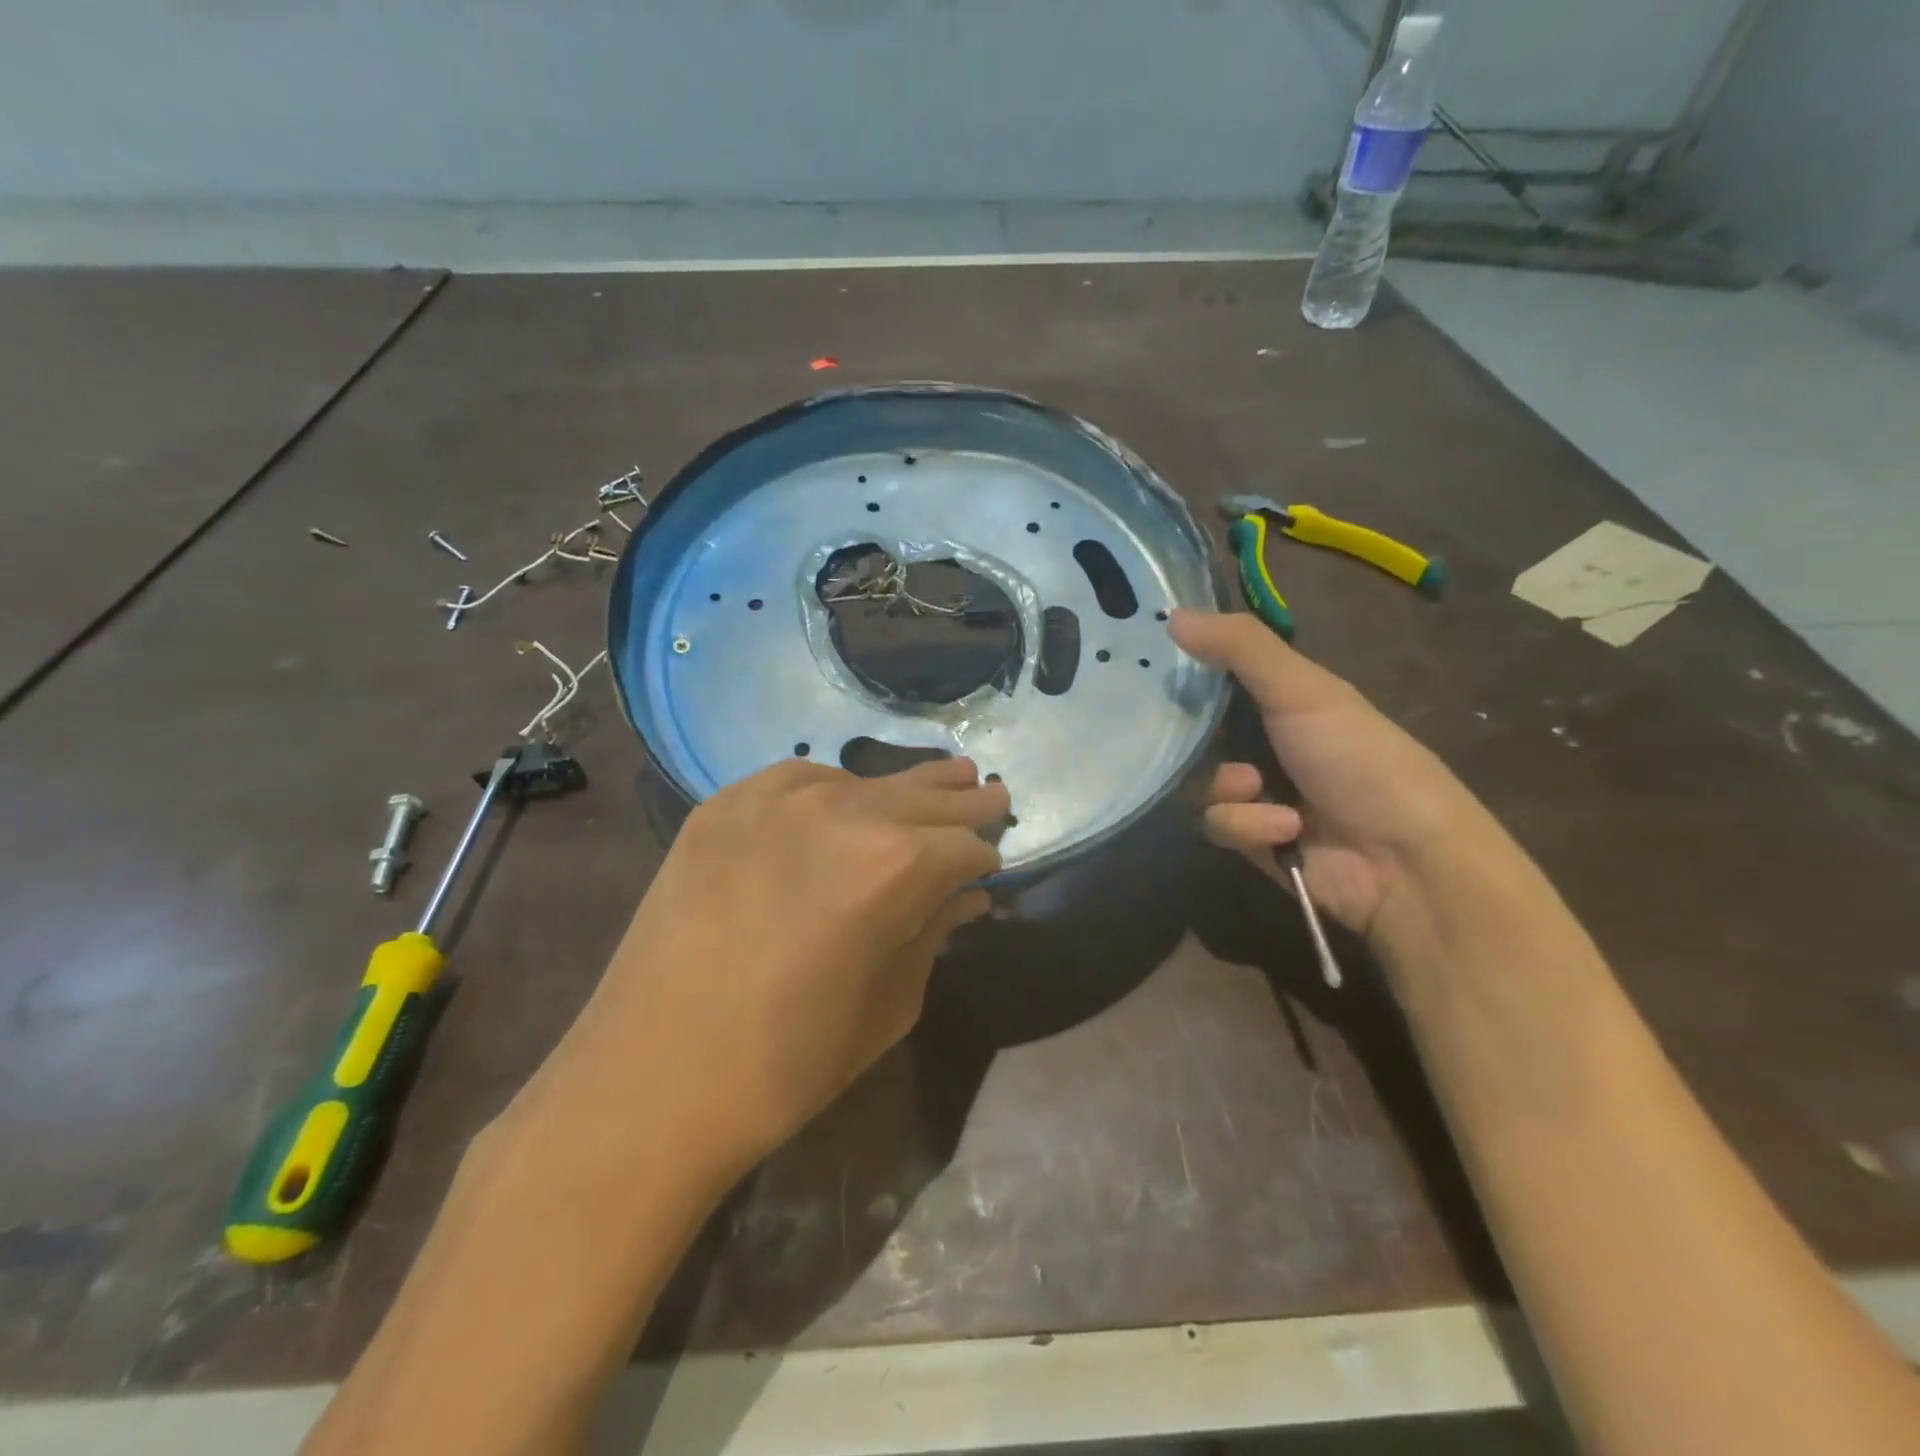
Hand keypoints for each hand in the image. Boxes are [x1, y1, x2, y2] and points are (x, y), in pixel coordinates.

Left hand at [528, 757, 1007, 1185]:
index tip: (994, 861)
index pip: (965, 844)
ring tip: (944, 777)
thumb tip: (967, 897)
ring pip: (865, 780)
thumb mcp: (888, 1006)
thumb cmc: (787, 1064)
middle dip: (964, 801)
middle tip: (992, 793)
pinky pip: (799, 778)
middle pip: (925, 796)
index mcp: (896, 866)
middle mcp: (843, 811)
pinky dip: (833, 788)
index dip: (985, 854)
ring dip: (906, 789)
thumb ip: (933, 934)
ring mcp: (776, 800)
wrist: (649, 1081)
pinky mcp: (724, 805)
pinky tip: (844, 800)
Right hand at [1170, 610, 1491, 938]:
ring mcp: (1260, 795)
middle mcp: (1268, 744)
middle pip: (1200, 735)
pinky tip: (1285, 829)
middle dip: (1196, 741)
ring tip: (1257, 789)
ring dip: (1227, 787)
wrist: (1404, 859)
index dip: (1190, 673)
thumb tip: (1173, 615)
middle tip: (1189, 739)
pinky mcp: (1255, 841)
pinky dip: (1247, 826)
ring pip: (1200, 783)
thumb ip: (1240, 648)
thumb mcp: (1303, 690)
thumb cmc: (1358, 758)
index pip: (1221, 678)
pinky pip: (1218, 825)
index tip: (1154, 670)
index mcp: (1285, 701)